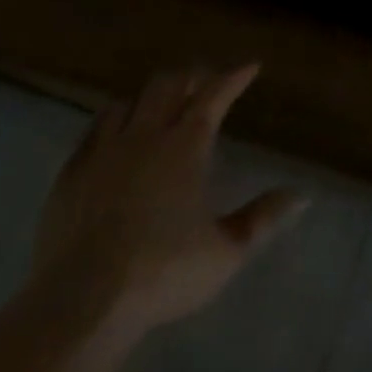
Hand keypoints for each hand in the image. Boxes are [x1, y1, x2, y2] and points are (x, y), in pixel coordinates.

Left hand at [27, 65, 306, 342]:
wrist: (79, 305)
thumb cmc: (162, 273)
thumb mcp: (226, 252)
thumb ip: (263, 218)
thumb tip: (302, 196)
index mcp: (186, 145)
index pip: (214, 94)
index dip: (234, 76)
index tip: (250, 66)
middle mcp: (146, 136)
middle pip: (168, 85)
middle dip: (191, 77)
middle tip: (204, 81)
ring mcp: (103, 152)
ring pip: (128, 102)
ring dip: (149, 97)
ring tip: (160, 104)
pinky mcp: (70, 175)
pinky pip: (93, 130)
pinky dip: (112, 121)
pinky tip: (114, 135)